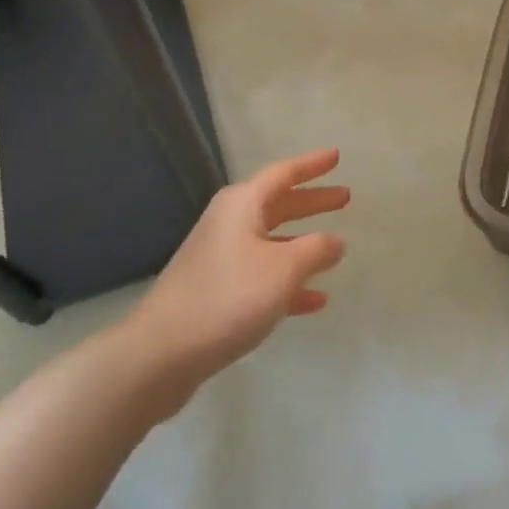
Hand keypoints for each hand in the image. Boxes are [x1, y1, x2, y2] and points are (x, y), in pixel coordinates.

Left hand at [126, 149, 349, 399]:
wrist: (163, 351)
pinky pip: (261, 275)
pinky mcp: (216, 290)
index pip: (284, 173)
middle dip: (311, 201)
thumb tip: (335, 240)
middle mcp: (229, 222)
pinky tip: (314, 300)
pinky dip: (287, 282)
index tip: (336, 156)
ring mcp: (220, 256)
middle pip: (278, 203)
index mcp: (242, 204)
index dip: (312, 165)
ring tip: (335, 249)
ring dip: (302, 243)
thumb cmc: (229, 297)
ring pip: (271, 240)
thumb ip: (316, 250)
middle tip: (344, 198)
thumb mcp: (283, 269)